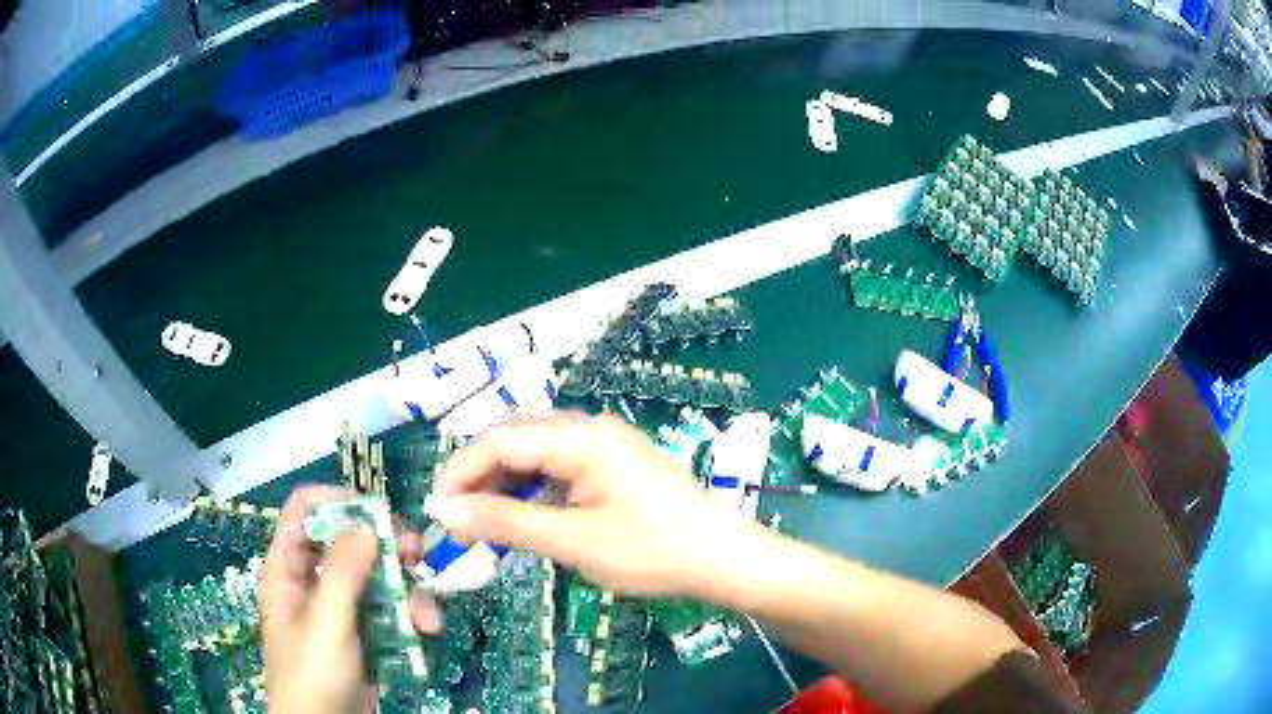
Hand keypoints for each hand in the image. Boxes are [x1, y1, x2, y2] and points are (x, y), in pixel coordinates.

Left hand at [260, 486, 440, 713]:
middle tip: (417, 554)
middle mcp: (312, 579)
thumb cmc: (313, 674)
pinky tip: (426, 631)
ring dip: (407, 590)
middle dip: (385, 547)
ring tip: (428, 617)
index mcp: (287, 567)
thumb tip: (367, 524)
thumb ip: (342, 572)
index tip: (376, 514)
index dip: (337, 502)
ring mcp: (340, 607)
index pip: (304, 510)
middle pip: (348, 541)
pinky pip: (389, 609)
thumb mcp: (325, 623)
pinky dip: (410, 616)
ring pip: (375, 577)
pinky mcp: (364, 632)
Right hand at [426, 412, 757, 598]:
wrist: (724, 559)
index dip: (460, 472)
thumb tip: (446, 511)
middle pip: (515, 439)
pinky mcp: (613, 464)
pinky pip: (559, 466)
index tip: (436, 508)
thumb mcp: (572, 541)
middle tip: (458, 518)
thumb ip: (506, 522)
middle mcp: (589, 428)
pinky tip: (523, 515)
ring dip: (505, 483)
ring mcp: (605, 444)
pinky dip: (533, 489)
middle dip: (479, 476)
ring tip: (484, 522)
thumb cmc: (652, 551)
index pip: (499, 441)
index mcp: (580, 437)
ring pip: (535, 452)